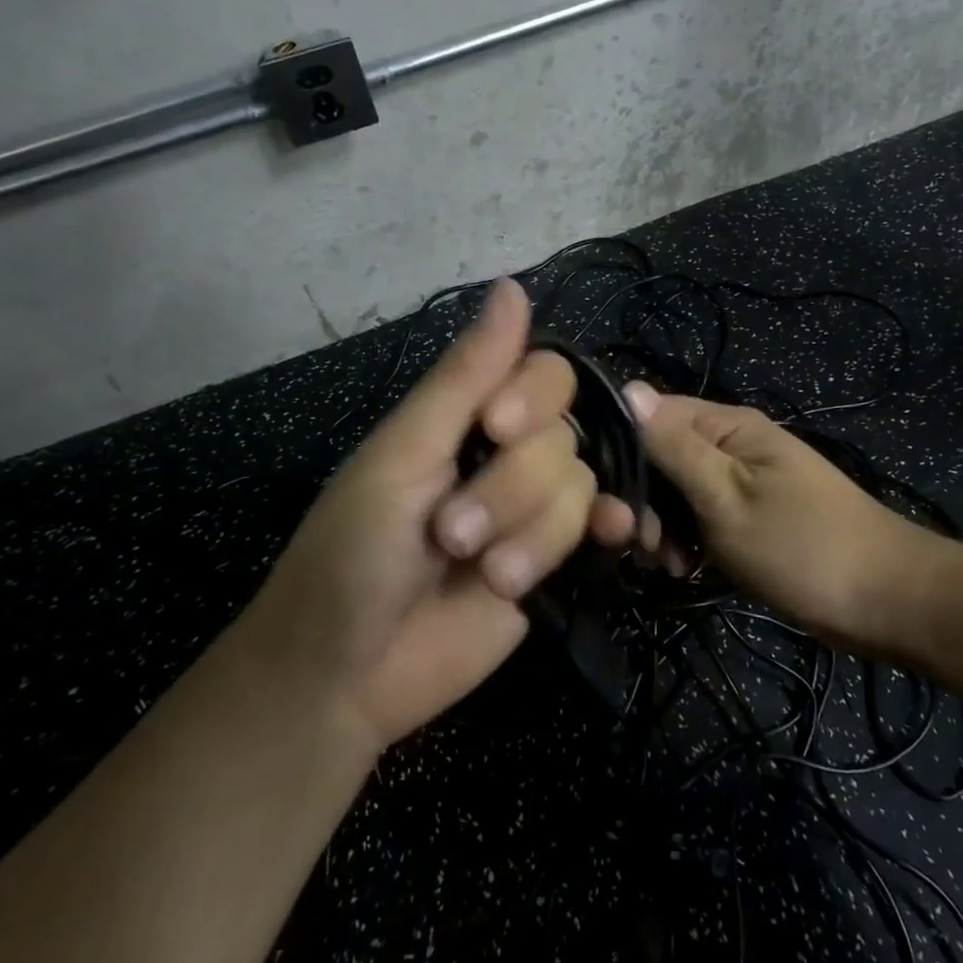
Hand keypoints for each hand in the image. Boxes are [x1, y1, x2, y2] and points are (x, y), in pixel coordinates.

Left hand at [241, 279, 633, 751]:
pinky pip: (599, 529)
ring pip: (579, 488)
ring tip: (484, 574)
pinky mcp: (552, 563)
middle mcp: (506, 455)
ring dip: (534, 535)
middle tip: (452, 536)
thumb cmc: (351, 554)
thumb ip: (464, 377)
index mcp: (464, 418)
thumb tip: (512, 286)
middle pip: (563, 436)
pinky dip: (612, 528)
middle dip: (512, 489)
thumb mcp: (402, 456)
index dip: (533, 396)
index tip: (497, 428)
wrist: (345, 676)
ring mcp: (531, 511)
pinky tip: (618, 537)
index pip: (541, 373)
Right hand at [623, 383, 933, 650]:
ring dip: (663, 525)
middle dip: (644, 499)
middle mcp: (733, 442)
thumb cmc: (802, 547)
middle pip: (661, 455)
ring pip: (678, 490)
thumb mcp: (726, 497)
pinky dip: (688, 539)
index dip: (624, 451)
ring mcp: (744, 478)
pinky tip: (685, 568)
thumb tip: (628, 388)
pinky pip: (702, 515)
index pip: (651, 415)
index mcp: (728, 425)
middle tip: (643, 545)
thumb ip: (675, 447)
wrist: (889, 600)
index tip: (611, 499)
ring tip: (668, 564)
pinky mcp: (751, 512)